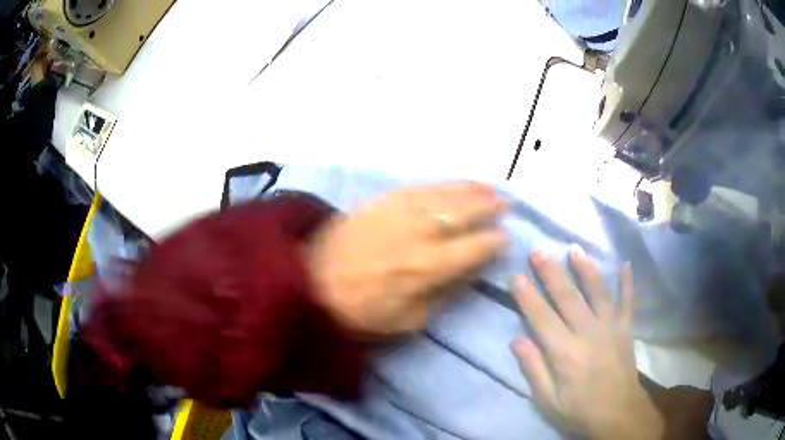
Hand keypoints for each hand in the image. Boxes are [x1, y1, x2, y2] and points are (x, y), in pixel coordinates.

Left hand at [306, 182, 507, 334]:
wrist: (311, 280)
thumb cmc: (359, 309)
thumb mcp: (406, 320)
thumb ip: (441, 295)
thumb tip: (467, 272)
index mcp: (427, 267)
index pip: (473, 248)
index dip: (493, 242)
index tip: (506, 238)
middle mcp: (419, 232)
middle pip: (464, 213)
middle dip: (490, 208)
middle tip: (507, 205)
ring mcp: (400, 210)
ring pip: (446, 195)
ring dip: (472, 190)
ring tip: (491, 188)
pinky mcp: (383, 199)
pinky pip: (421, 186)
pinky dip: (444, 184)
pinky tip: (455, 183)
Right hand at [511, 247, 664, 439]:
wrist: (618, 413)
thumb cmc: (579, 410)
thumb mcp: (548, 400)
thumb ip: (533, 369)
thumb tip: (516, 340)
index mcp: (566, 353)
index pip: (542, 319)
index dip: (528, 298)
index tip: (516, 276)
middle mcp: (589, 334)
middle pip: (568, 298)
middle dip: (551, 274)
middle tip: (538, 252)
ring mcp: (611, 328)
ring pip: (598, 293)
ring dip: (586, 269)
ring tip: (575, 248)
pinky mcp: (626, 329)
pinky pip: (628, 302)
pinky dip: (628, 283)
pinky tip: (626, 264)